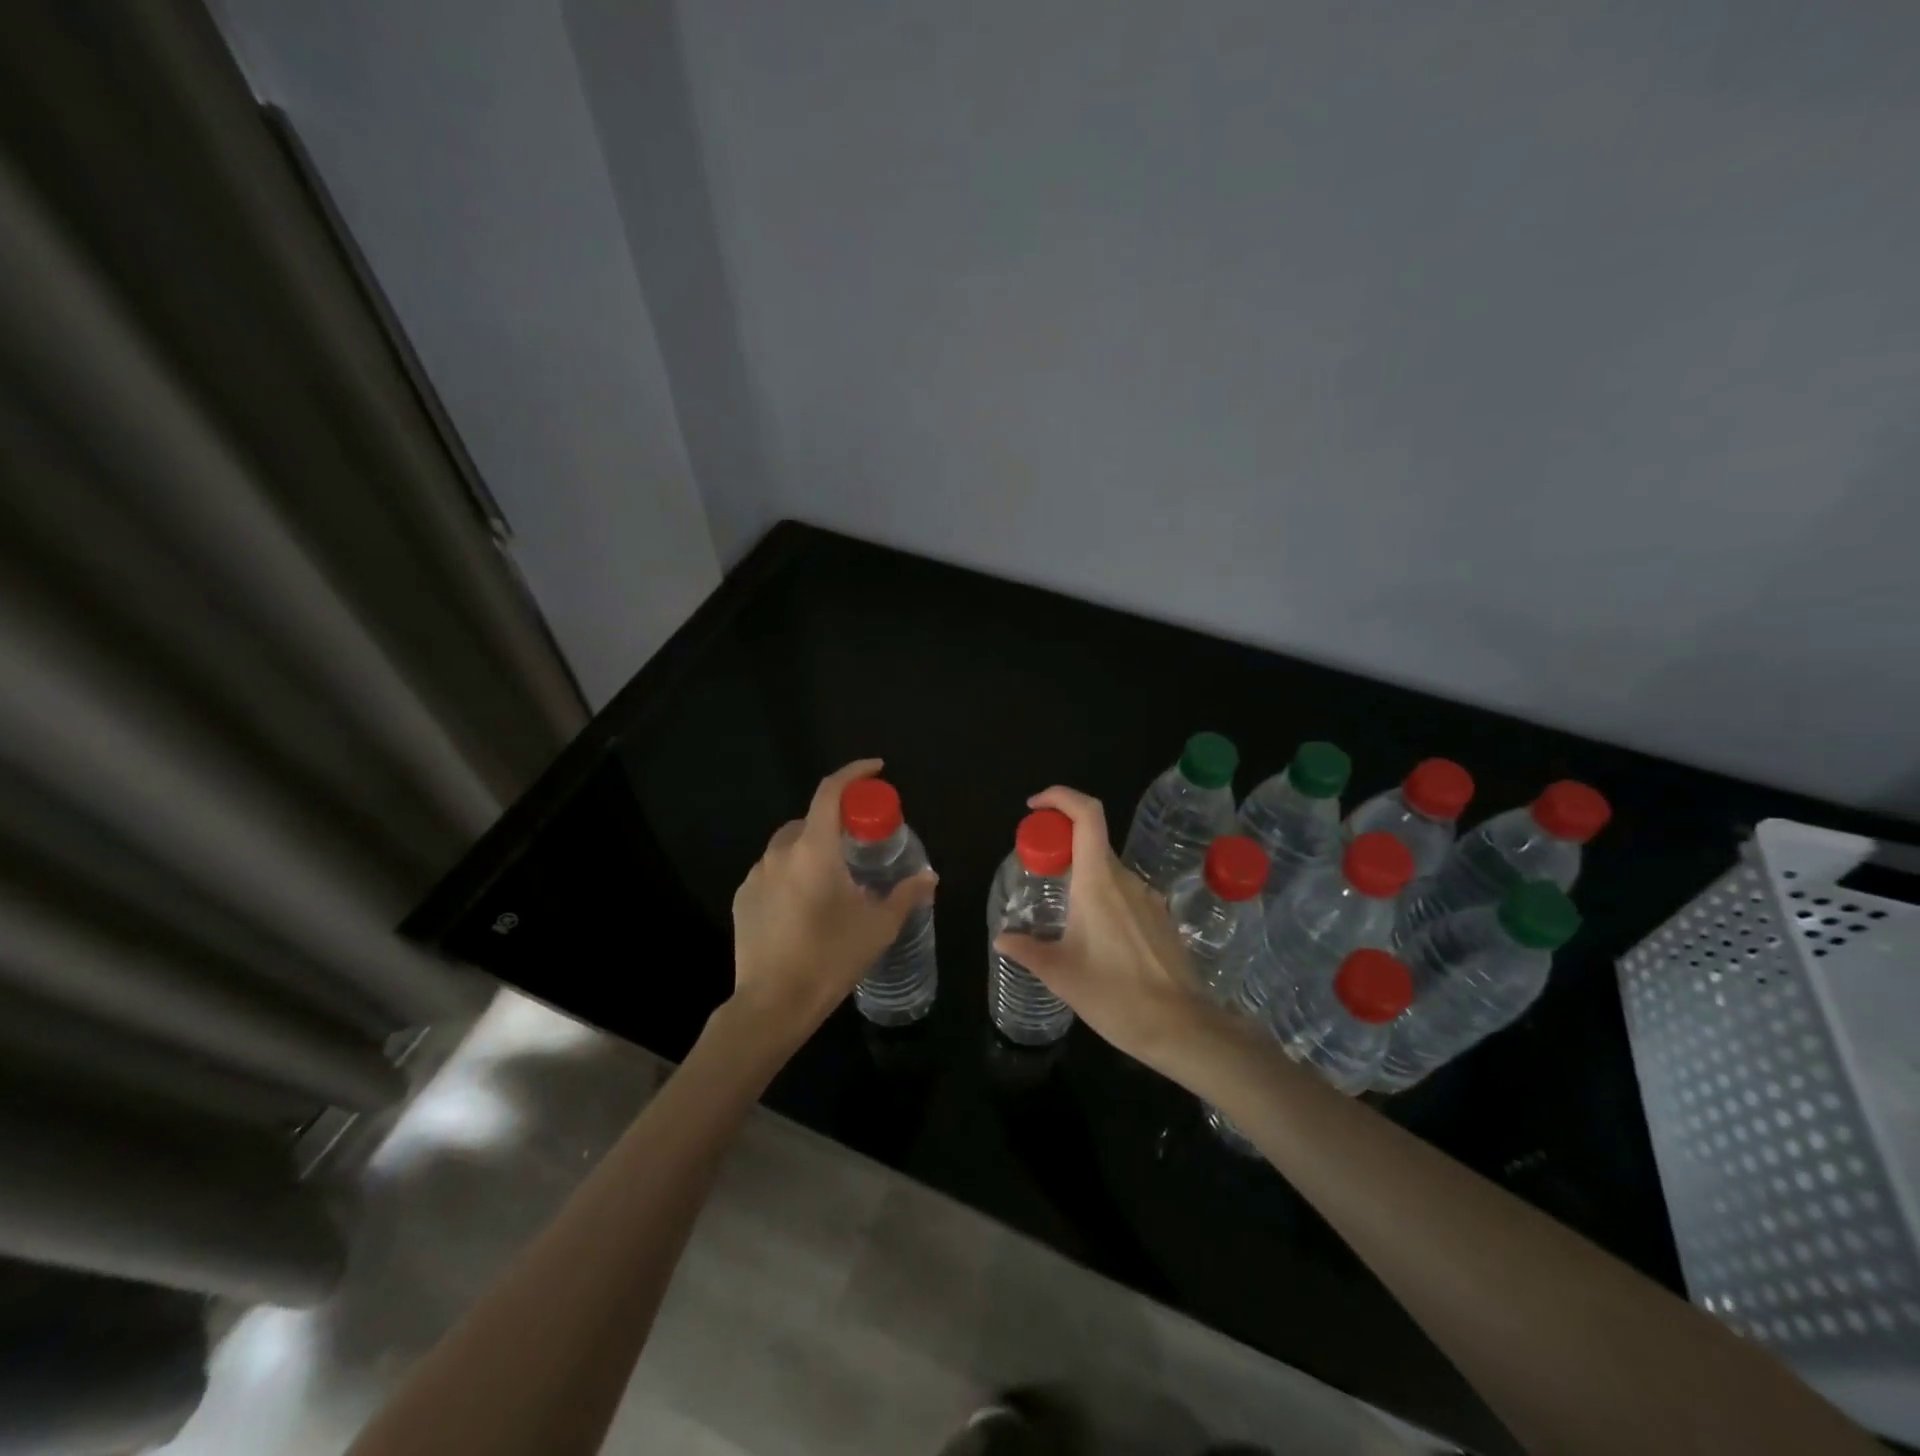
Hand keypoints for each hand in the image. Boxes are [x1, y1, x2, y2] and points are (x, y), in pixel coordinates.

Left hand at [728, 759, 937, 1044]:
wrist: (772, 1005)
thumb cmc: (830, 959)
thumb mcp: (878, 927)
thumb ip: (905, 895)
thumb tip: (929, 877)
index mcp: (813, 850)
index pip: (830, 791)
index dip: (854, 773)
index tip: (876, 769)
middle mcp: (780, 853)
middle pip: (810, 819)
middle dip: (836, 820)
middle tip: (861, 842)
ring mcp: (756, 875)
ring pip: (790, 845)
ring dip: (813, 848)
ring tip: (835, 878)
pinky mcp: (743, 898)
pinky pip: (773, 870)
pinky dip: (793, 872)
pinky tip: (807, 904)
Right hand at [992, 786, 1213, 1075]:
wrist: (1182, 1028)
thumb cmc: (1116, 996)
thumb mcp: (1061, 975)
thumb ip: (1027, 950)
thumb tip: (1002, 938)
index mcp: (1098, 882)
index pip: (1087, 815)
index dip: (1060, 797)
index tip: (1034, 807)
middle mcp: (1126, 880)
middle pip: (1092, 841)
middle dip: (1061, 845)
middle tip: (1038, 870)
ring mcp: (1148, 897)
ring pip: (1108, 870)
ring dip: (1082, 876)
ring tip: (1063, 915)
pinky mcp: (1161, 917)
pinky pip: (1125, 893)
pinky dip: (1103, 897)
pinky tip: (1096, 937)